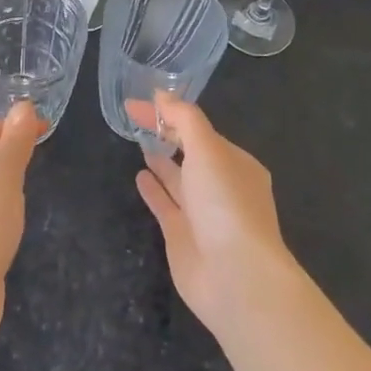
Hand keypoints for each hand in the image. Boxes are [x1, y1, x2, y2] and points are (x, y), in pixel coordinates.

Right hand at [129, 92, 300, 340]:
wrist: (235, 277)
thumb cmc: (226, 204)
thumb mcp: (208, 149)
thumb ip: (184, 119)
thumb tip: (161, 93)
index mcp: (236, 163)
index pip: (200, 131)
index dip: (171, 114)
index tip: (139, 103)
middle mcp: (221, 187)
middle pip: (191, 153)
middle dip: (169, 135)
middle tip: (135, 117)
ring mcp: (202, 214)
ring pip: (178, 180)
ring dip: (161, 161)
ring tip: (138, 141)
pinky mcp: (183, 237)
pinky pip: (165, 205)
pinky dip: (153, 189)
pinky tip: (139, 175)